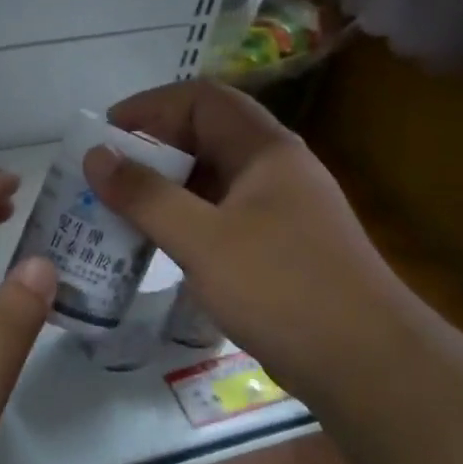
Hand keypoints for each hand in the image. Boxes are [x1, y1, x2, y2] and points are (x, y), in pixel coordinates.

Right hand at [81, 81, 412, 404]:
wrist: (366, 363)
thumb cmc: (282, 288)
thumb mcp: (203, 240)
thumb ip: (146, 196)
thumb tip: (96, 155)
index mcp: (266, 150)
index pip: (203, 100)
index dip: (151, 106)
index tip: (105, 133)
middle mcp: (275, 170)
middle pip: (207, 137)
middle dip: (153, 150)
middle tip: (106, 176)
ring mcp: (280, 211)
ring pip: (212, 181)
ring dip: (166, 189)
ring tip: (119, 209)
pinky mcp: (278, 249)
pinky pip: (220, 217)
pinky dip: (185, 222)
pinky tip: (158, 245)